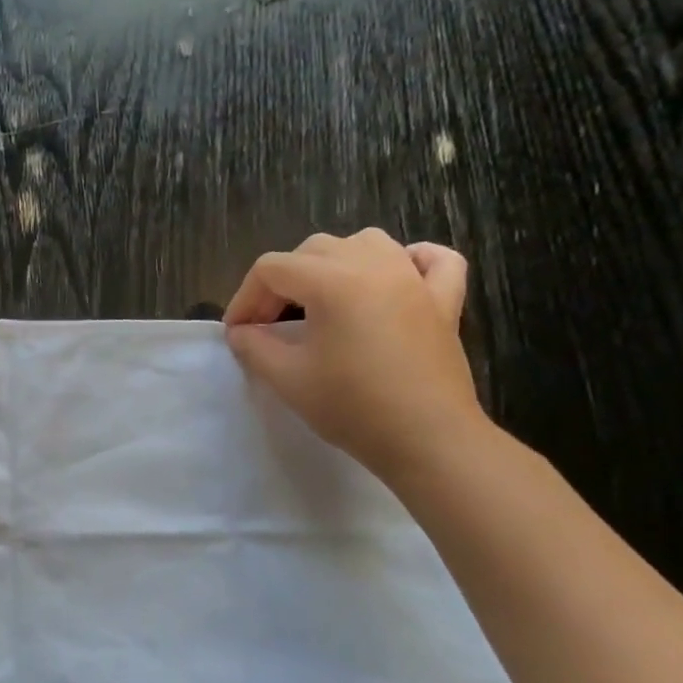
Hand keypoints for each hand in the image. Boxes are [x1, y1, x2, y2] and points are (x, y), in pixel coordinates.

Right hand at [224, 229, 484, 481]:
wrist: (426, 439)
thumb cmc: (352, 407)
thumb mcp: (287, 379)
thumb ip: (254, 346)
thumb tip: (241, 331)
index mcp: (334, 281)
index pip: (272, 269)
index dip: (245, 297)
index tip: (237, 333)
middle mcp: (375, 266)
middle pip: (313, 250)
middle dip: (282, 281)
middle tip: (269, 324)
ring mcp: (415, 279)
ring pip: (367, 243)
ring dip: (334, 263)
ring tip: (321, 298)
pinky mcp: (445, 301)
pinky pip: (433, 260)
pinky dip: (410, 260)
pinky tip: (395, 278)